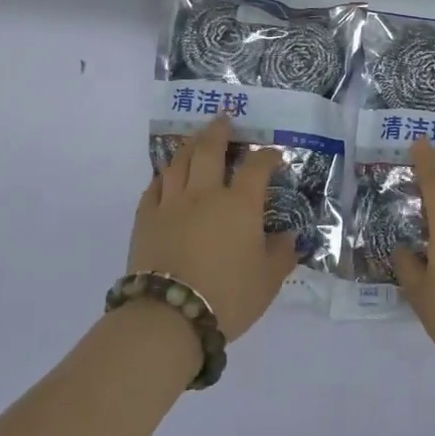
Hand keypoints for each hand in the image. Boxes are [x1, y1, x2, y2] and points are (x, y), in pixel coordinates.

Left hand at [126, 116, 298, 340]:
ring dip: (190, 145)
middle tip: (224, 120)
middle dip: (220, 132)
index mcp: (239, 205)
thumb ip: (281, 254)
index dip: (267, 156)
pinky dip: (163, 176)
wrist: (170, 315)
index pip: (256, 168)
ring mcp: (171, 204)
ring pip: (179, 162)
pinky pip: (154, 187)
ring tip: (196, 139)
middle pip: (211, 151)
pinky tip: (166, 175)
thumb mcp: (268, 281)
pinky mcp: (146, 218)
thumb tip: (288, 236)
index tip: (273, 154)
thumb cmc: (228, 297)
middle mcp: (205, 194)